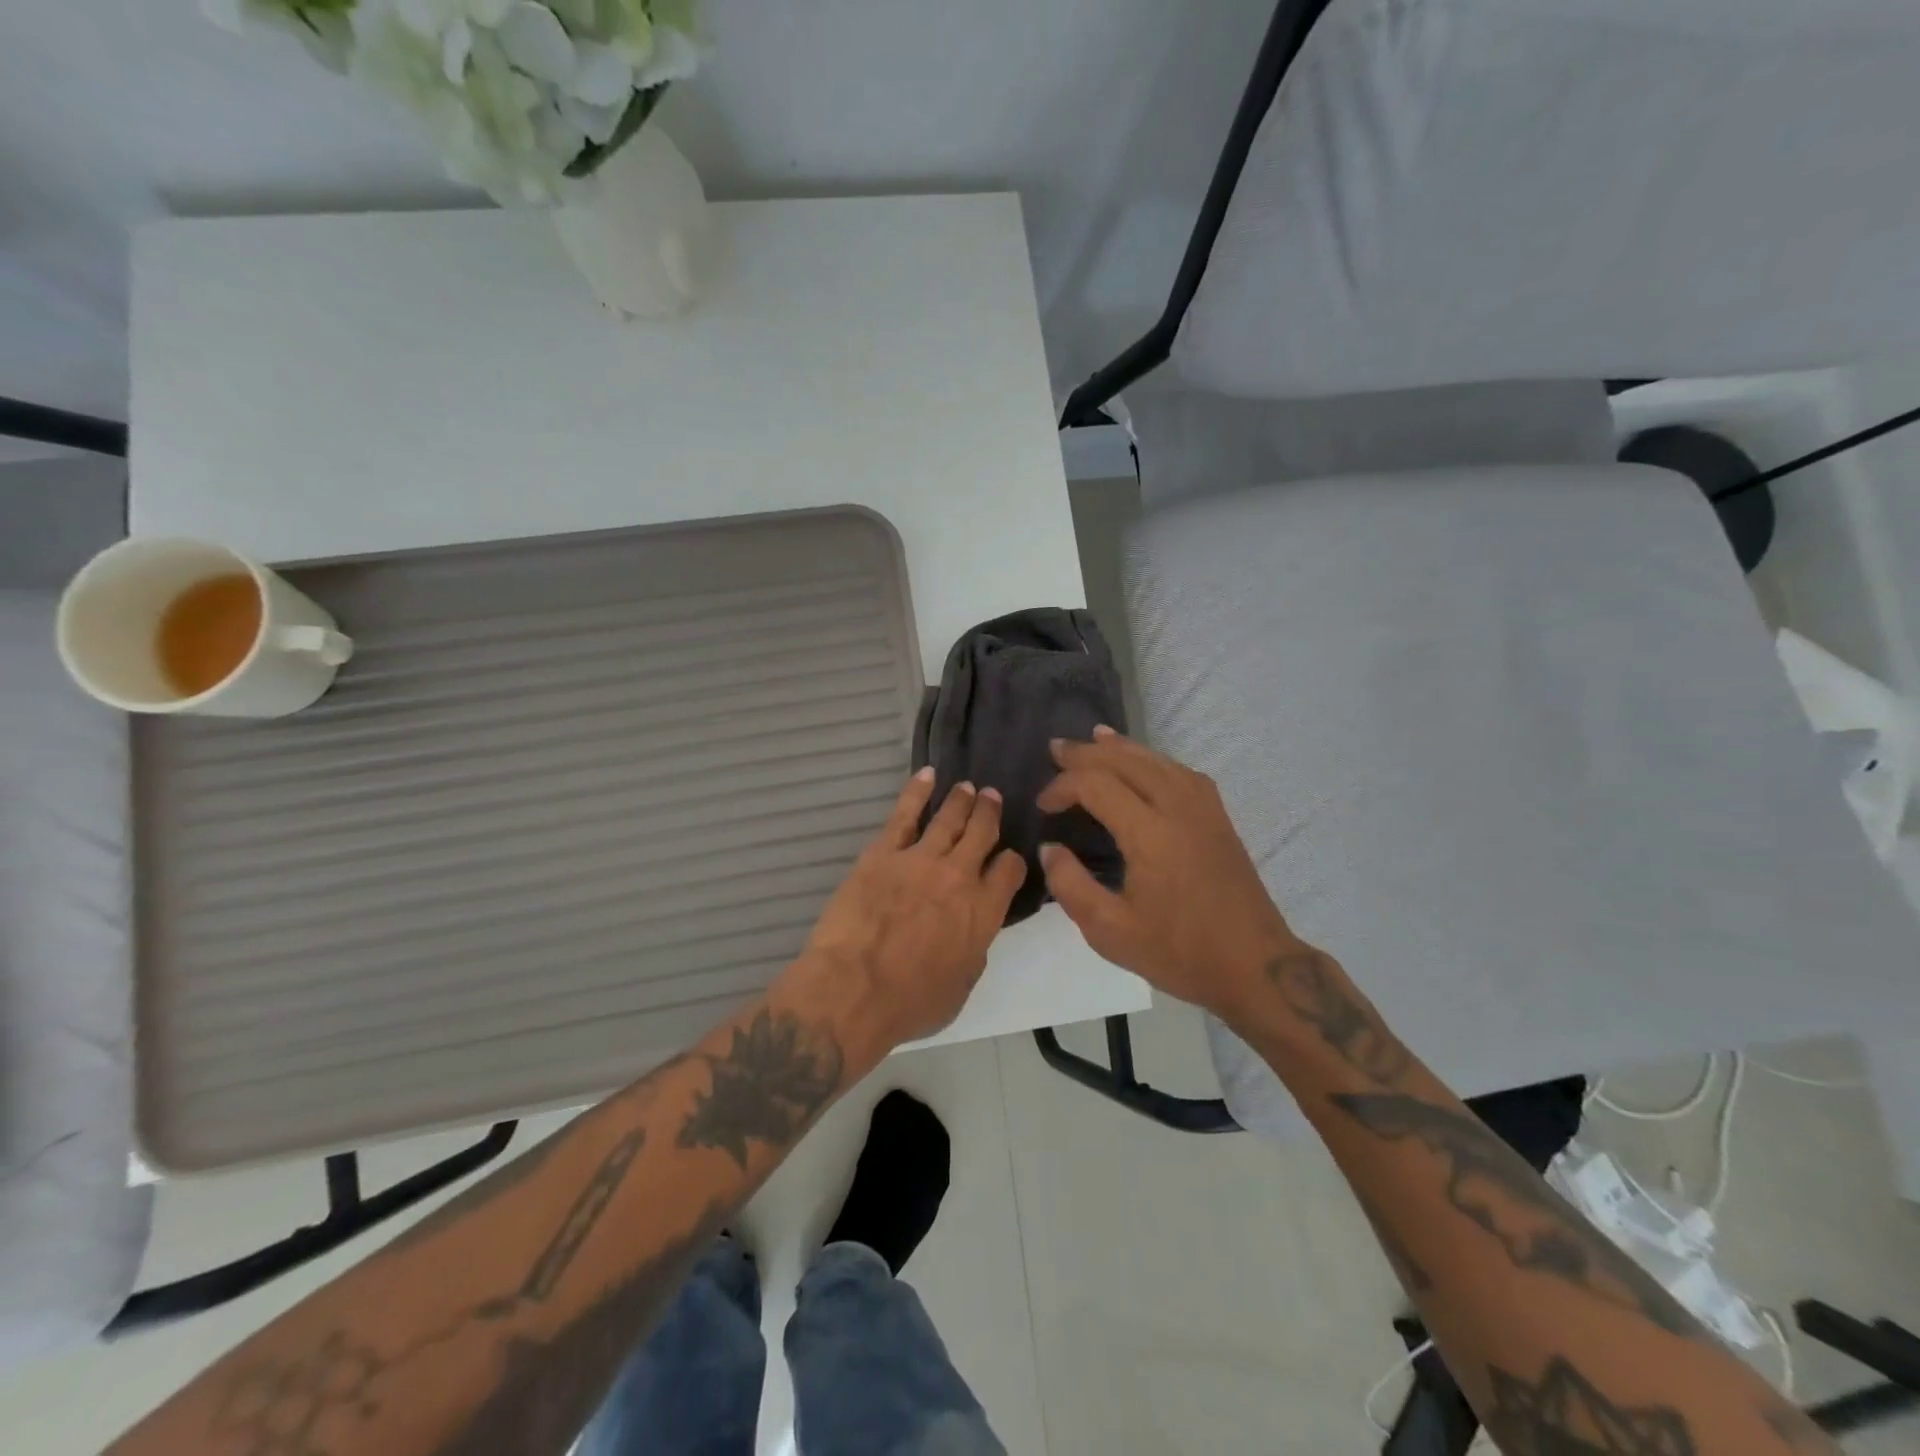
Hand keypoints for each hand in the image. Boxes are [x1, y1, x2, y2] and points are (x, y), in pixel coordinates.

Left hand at [795, 768, 1027, 1054]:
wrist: (855, 989)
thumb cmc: (910, 1003)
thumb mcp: (961, 986)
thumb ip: (973, 950)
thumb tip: (973, 932)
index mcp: (984, 913)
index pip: (1009, 872)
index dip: (1011, 860)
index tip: (1008, 856)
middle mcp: (959, 877)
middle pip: (982, 834)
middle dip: (990, 814)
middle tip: (992, 798)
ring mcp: (921, 860)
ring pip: (949, 819)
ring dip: (962, 801)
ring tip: (969, 788)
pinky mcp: (883, 853)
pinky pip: (905, 814)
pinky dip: (917, 791)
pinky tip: (928, 775)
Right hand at [1038, 728, 1294, 1020]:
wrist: (1254, 966)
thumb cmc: (1179, 952)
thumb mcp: (1110, 931)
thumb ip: (1071, 885)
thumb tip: (1049, 848)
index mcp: (1151, 834)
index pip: (1096, 785)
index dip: (1062, 787)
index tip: (1042, 806)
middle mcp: (1178, 808)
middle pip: (1127, 761)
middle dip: (1087, 752)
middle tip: (1056, 749)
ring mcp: (1204, 809)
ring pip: (1157, 760)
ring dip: (1121, 748)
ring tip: (1095, 738)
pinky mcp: (1219, 817)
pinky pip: (1180, 771)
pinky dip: (1153, 758)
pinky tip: (1144, 763)